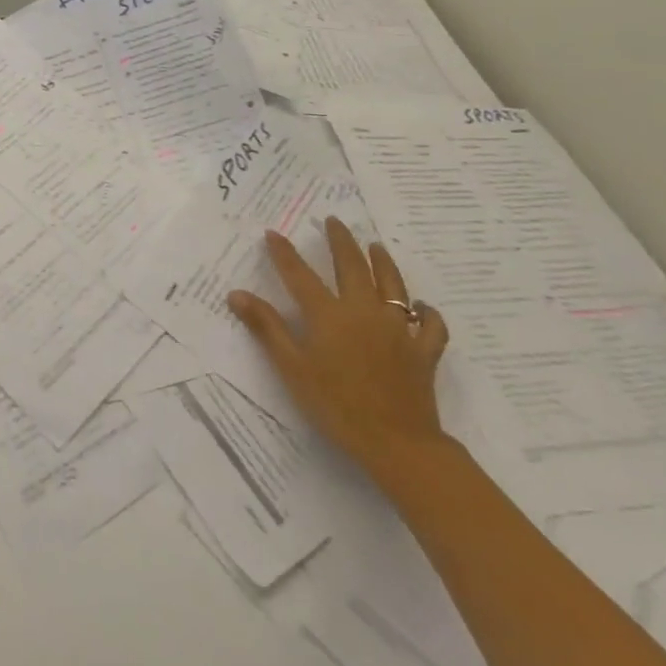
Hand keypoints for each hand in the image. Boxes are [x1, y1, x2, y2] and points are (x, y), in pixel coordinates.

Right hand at [227, 217, 450, 487]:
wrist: (399, 444)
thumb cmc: (337, 406)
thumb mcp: (293, 368)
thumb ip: (267, 328)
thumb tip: (236, 294)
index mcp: (329, 314)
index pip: (300, 274)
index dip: (284, 253)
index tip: (273, 233)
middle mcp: (363, 311)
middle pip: (352, 266)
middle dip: (340, 241)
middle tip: (334, 221)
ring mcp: (397, 329)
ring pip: (393, 285)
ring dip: (383, 262)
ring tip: (376, 246)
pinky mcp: (423, 351)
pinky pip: (429, 325)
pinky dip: (426, 313)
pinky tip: (421, 307)